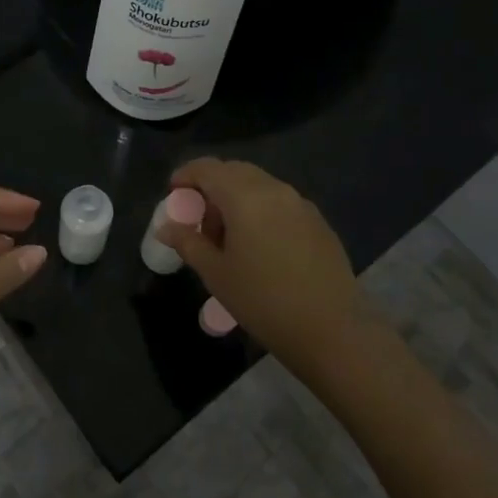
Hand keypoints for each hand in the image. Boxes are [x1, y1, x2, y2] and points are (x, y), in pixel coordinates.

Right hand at [155, 158, 363, 373]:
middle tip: (199, 221)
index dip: (185, 176)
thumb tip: (166, 227)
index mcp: (245, 196)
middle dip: (211, 187)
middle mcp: (274, 189)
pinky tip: (259, 246)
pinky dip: (260, 210)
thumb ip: (188, 243)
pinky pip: (280, 202)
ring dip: (236, 199)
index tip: (173, 195)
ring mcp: (300, 203)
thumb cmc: (263, 300)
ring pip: (259, 185)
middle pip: (234, 171)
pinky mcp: (318, 221)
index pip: (208, 168)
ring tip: (227, 238)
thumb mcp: (216, 274)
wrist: (332, 329)